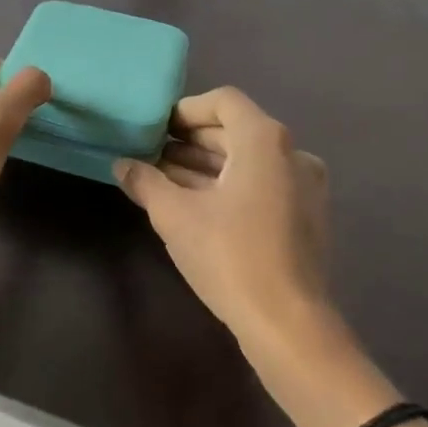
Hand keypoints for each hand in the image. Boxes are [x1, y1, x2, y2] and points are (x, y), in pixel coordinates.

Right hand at [121, 87, 427, 426]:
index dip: (185, 110)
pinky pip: (261, 184)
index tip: (155, 128)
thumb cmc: (229, 256)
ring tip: (163, 180)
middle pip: (235, 130)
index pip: (223, 101)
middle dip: (189, 141)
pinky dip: (228, 186)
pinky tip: (194, 206)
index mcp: (264, 140)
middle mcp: (292, 153)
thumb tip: (122, 165)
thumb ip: (145, 181)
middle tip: (150, 154)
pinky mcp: (305, 216)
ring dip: (205, 165)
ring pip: (247, 161)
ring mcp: (304, 186)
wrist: (289, 324)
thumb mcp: (175, 216)